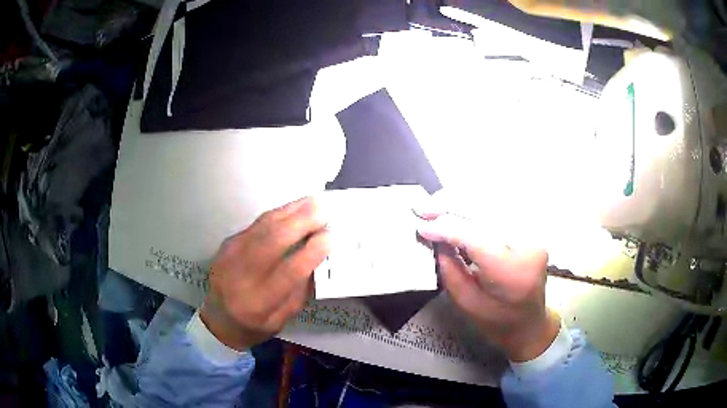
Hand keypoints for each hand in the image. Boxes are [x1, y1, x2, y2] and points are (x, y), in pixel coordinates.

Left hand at [200, 197, 329, 350]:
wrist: (218, 318)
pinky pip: (256, 224)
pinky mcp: (228, 243)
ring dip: (290, 211)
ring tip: (313, 201)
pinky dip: (278, 213)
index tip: (331, 237)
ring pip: (263, 226)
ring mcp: (230, 255)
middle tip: (325, 209)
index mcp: (258, 302)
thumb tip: (319, 257)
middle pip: (272, 241)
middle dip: (301, 222)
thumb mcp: (282, 319)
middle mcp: (241, 275)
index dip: (311, 252)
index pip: (288, 272)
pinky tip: (294, 208)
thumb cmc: (254, 325)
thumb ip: (299, 291)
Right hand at [417, 212, 559, 361]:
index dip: (446, 228)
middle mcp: (528, 244)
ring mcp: (533, 233)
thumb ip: (449, 268)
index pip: (475, 237)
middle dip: (452, 206)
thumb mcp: (466, 303)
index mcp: (511, 272)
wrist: (529, 322)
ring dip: (463, 201)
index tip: (420, 226)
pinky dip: (477, 205)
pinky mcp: (531, 228)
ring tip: (437, 203)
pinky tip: (459, 206)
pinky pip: (501, 209)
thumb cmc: (496, 321)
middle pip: (485, 212)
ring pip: (494, 204)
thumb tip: (435, 237)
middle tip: (423, 207)